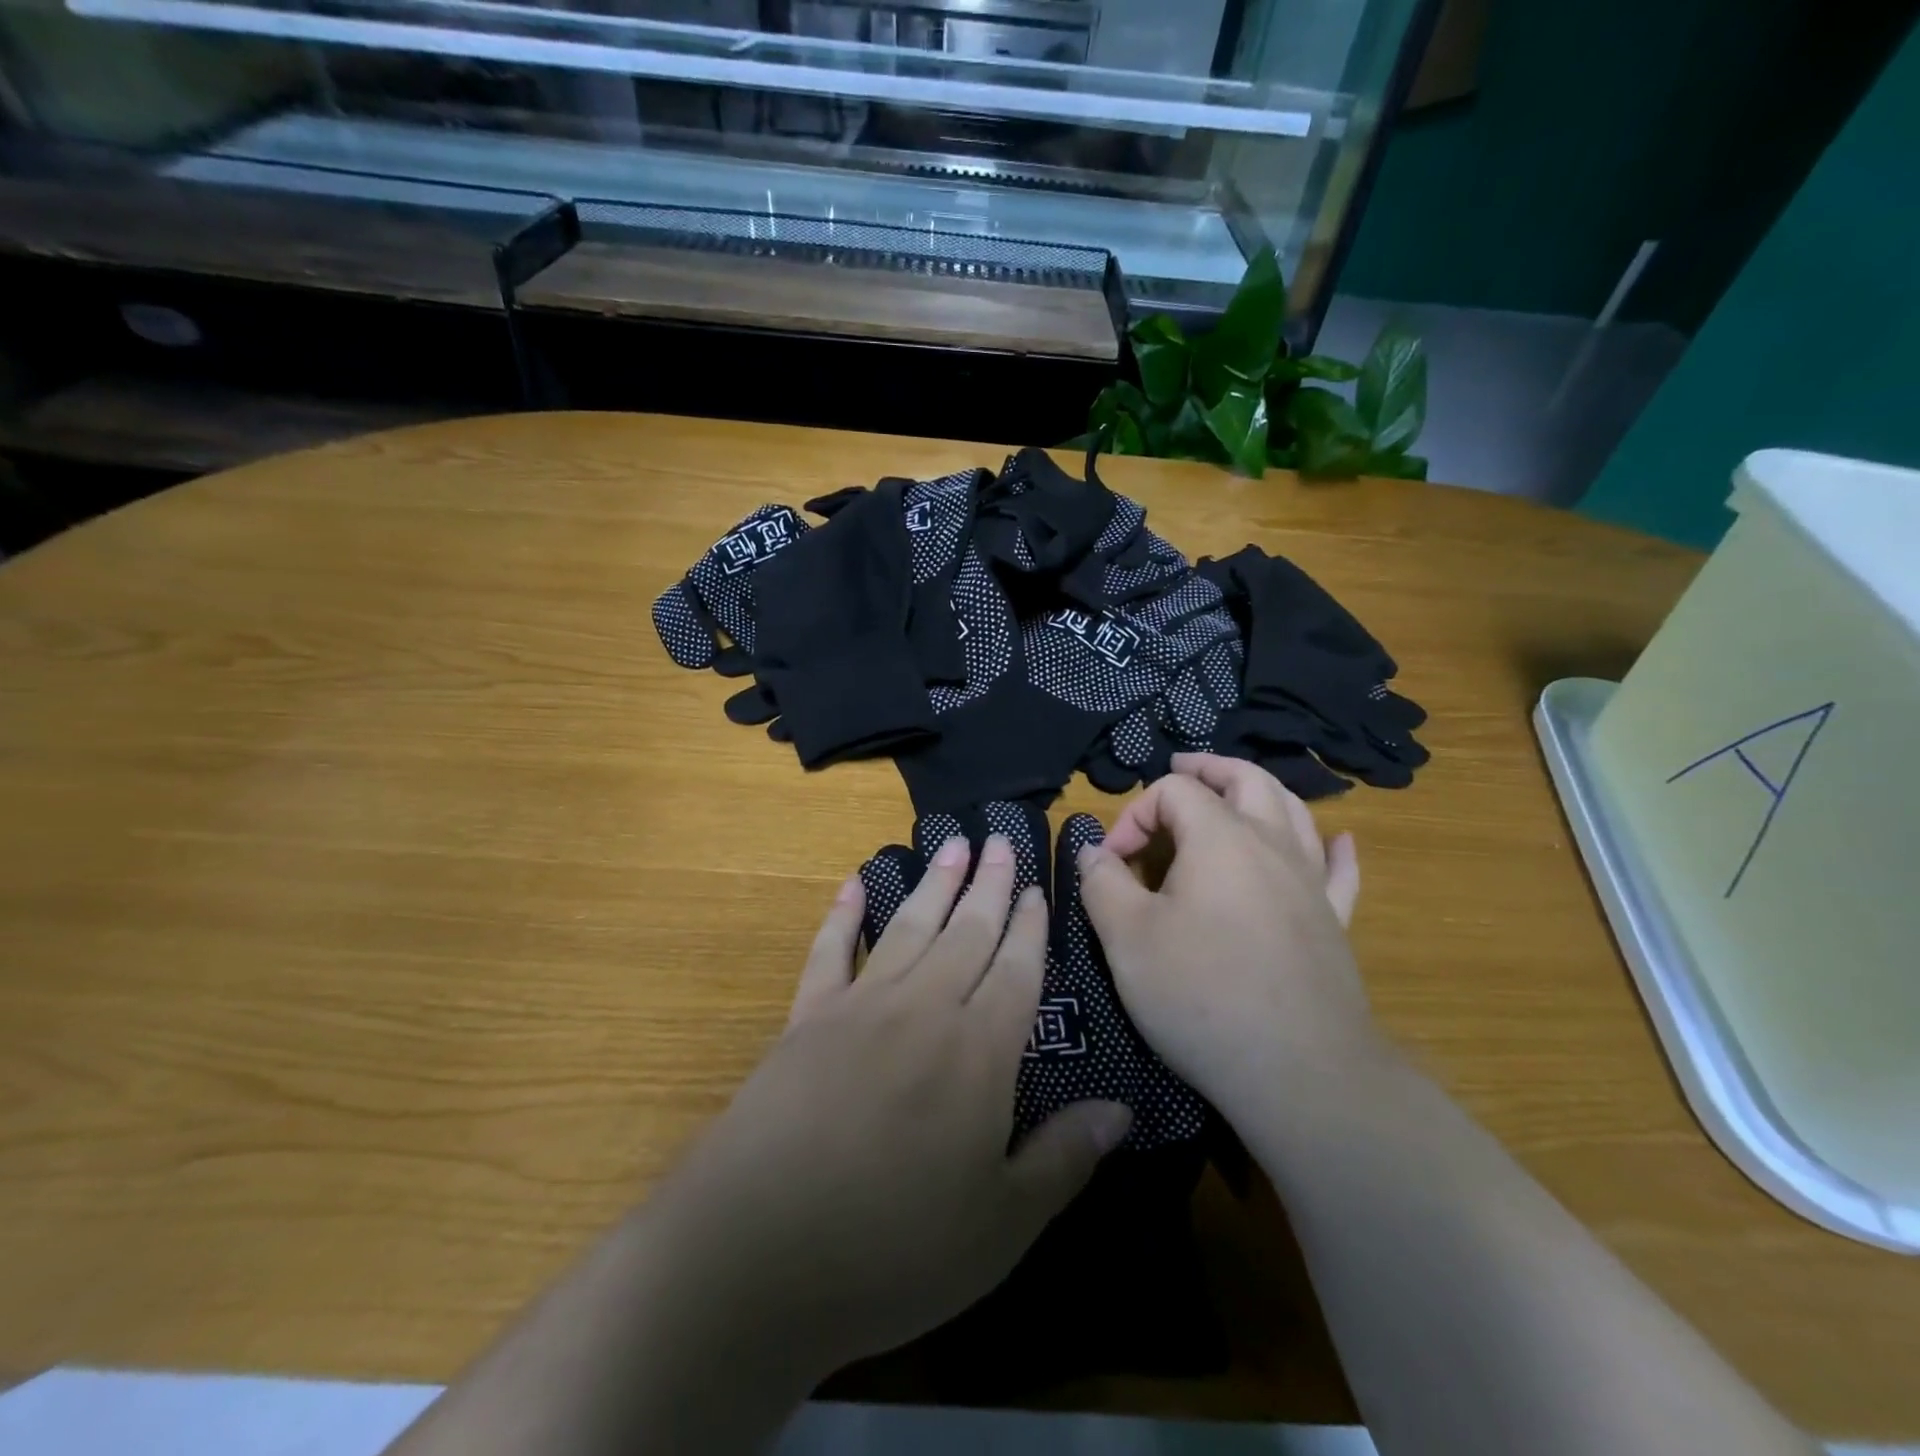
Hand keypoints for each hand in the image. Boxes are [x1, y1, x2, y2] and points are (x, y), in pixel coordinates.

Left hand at [646, 836, 1130, 1380]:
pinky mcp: (806, 1018)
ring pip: (909, 926)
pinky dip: (844, 913)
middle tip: (1000, 837)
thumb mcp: (1001, 1225)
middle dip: (989, 884)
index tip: (1037, 886)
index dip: (1030, 926)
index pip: (1017, 969)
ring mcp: (860, 1006)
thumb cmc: (893, 1248)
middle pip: (967, 931)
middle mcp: (924, 1009)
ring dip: (934, 883)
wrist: (757, 1254)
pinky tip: (855, 882)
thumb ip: (1063, 1159)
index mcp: (978, 1052)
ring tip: (953, 845)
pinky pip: (830, 951)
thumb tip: (1121, 1111)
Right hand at [1076, 753, 1376, 1119]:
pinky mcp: (1333, 922)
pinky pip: (1338, 870)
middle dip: (1207, 769)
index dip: (1133, 815)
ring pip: (1294, 811)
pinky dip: (1332, 847)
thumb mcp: (1126, 937)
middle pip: (1246, 779)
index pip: (1173, 792)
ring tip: (1236, 791)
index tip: (1111, 863)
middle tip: (1181, 768)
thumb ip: (1102, 883)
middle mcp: (1273, 844)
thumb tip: (1095, 851)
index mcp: (1221, 837)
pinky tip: (1338, 840)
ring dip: (1260, 791)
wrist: (1299, 1072)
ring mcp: (1311, 882)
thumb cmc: (1202, 995)